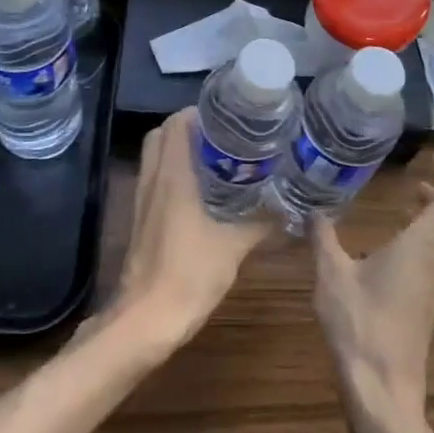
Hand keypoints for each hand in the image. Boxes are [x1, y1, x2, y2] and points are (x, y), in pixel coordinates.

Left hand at [105, 108, 270, 352]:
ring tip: (218, 158)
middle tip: (225, 136)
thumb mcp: (234, 246)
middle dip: (191, 128)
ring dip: (181, 150)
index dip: (200, 112)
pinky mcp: (142, 220)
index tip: (229, 116)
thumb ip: (262, 223)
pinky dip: (175, 174)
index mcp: (173, 175)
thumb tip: (291, 210)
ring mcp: (143, 200)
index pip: (177, 123)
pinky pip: (156, 181)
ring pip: (157, 157)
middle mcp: (154, 179)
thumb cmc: (189, 274)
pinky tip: (203, 192)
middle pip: (163, 134)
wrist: (146, 320)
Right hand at [312, 152, 433, 426]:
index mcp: (418, 248)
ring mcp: (433, 288)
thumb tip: (312, 209)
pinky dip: (426, 242)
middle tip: (419, 181)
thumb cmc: (359, 326)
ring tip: (407, 206)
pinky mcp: (426, 307)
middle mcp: (433, 264)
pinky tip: (393, 248)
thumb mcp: (331, 276)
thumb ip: (323, 238)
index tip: (433, 159)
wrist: (383, 390)